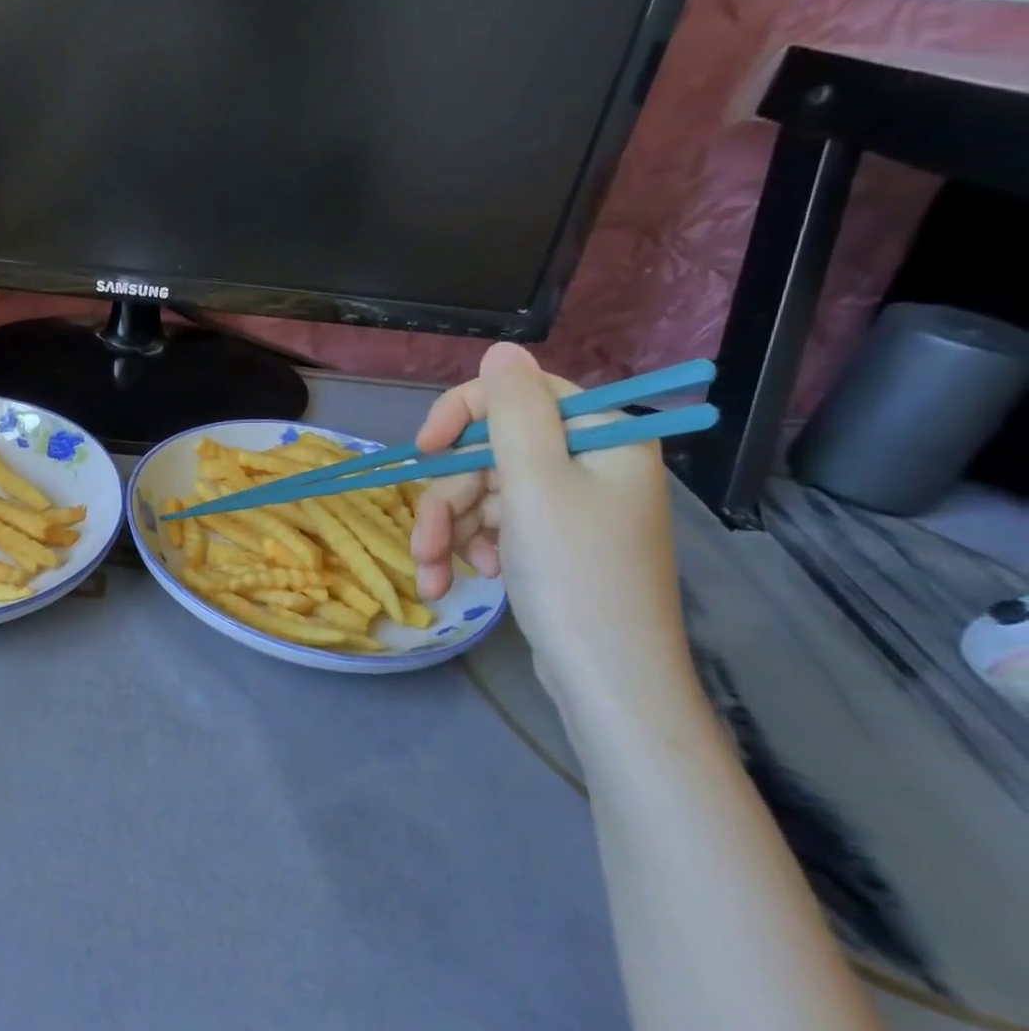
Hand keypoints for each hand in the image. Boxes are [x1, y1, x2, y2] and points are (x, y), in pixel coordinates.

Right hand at [410, 344, 691, 698]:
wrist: (607, 680)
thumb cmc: (575, 575)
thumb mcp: (535, 483)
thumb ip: (512, 411)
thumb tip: (500, 350)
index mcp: (600, 437)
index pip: (517, 395)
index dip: (460, 416)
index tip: (423, 452)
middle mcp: (588, 463)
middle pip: (489, 453)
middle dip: (448, 500)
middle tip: (427, 544)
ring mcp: (569, 505)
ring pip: (482, 493)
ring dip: (448, 532)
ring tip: (435, 576)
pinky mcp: (551, 542)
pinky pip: (494, 525)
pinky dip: (469, 549)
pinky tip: (462, 580)